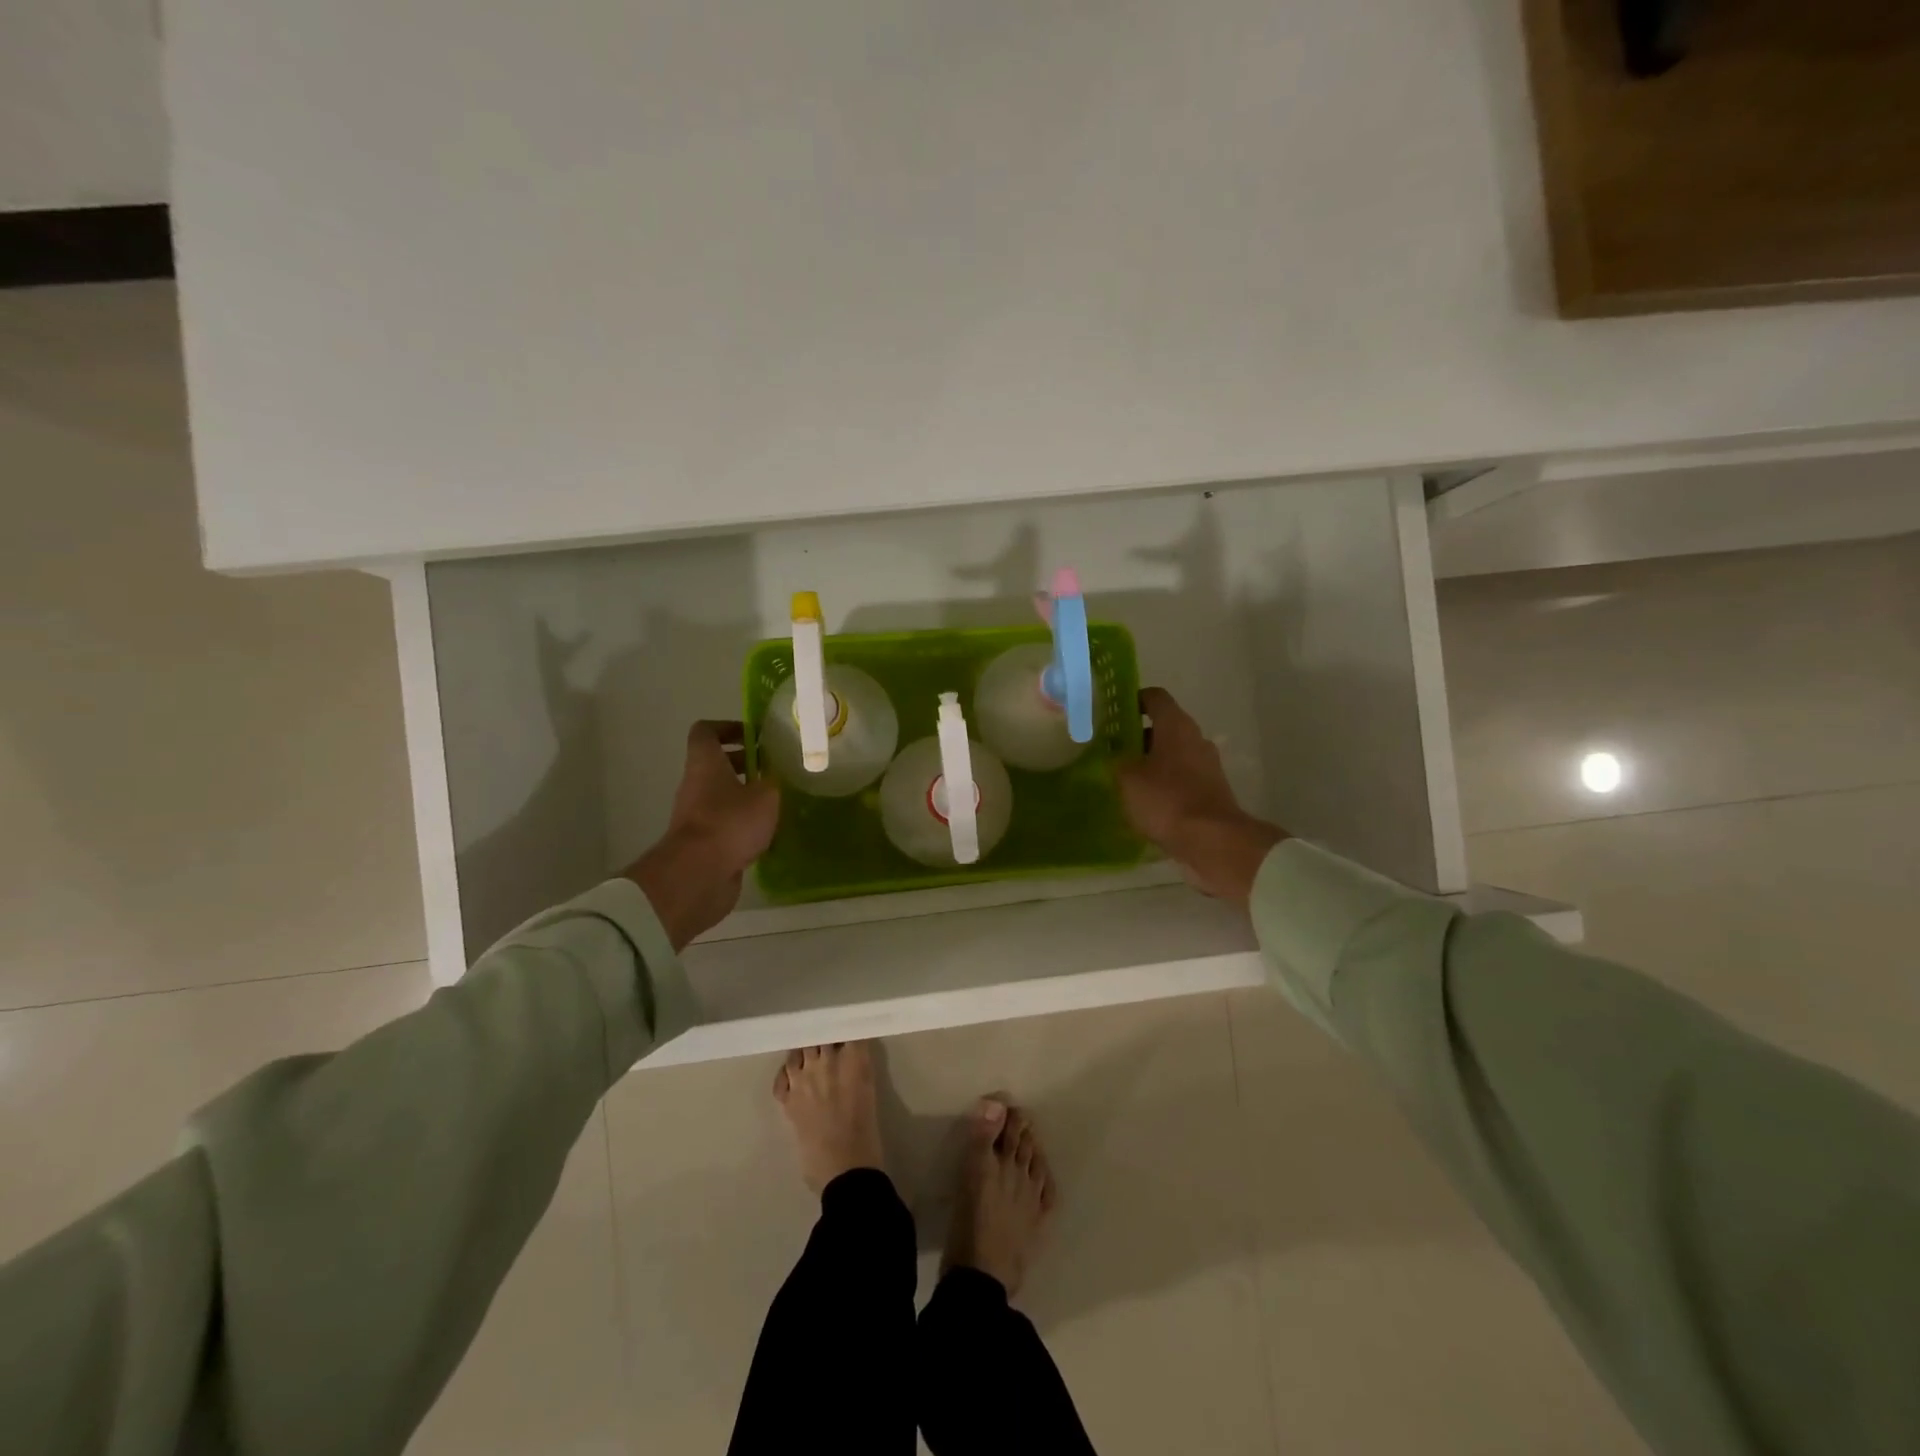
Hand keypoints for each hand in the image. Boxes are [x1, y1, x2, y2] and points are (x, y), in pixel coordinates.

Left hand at [624, 722, 779, 949]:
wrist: (698, 875)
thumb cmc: (730, 823)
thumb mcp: (766, 795)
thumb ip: (773, 781)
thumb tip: (776, 778)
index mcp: (705, 764)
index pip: (706, 731)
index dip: (728, 728)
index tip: (754, 736)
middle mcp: (696, 785)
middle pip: (716, 765)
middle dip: (746, 764)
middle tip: (775, 769)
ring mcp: (697, 816)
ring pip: (722, 796)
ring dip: (747, 796)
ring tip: (778, 802)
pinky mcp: (703, 843)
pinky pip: (725, 824)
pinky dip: (744, 824)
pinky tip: (769, 832)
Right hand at [1115, 688, 1285, 904]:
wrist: (1213, 841)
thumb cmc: (1166, 800)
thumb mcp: (1127, 779)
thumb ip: (1117, 761)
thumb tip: (1115, 756)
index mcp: (1176, 726)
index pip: (1154, 697)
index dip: (1133, 700)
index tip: (1114, 713)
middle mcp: (1195, 740)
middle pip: (1164, 728)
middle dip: (1137, 737)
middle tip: (1111, 751)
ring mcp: (1207, 767)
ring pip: (1173, 756)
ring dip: (1150, 764)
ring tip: (1124, 781)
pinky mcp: (1211, 792)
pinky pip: (1181, 780)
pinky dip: (1164, 786)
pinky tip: (1145, 804)